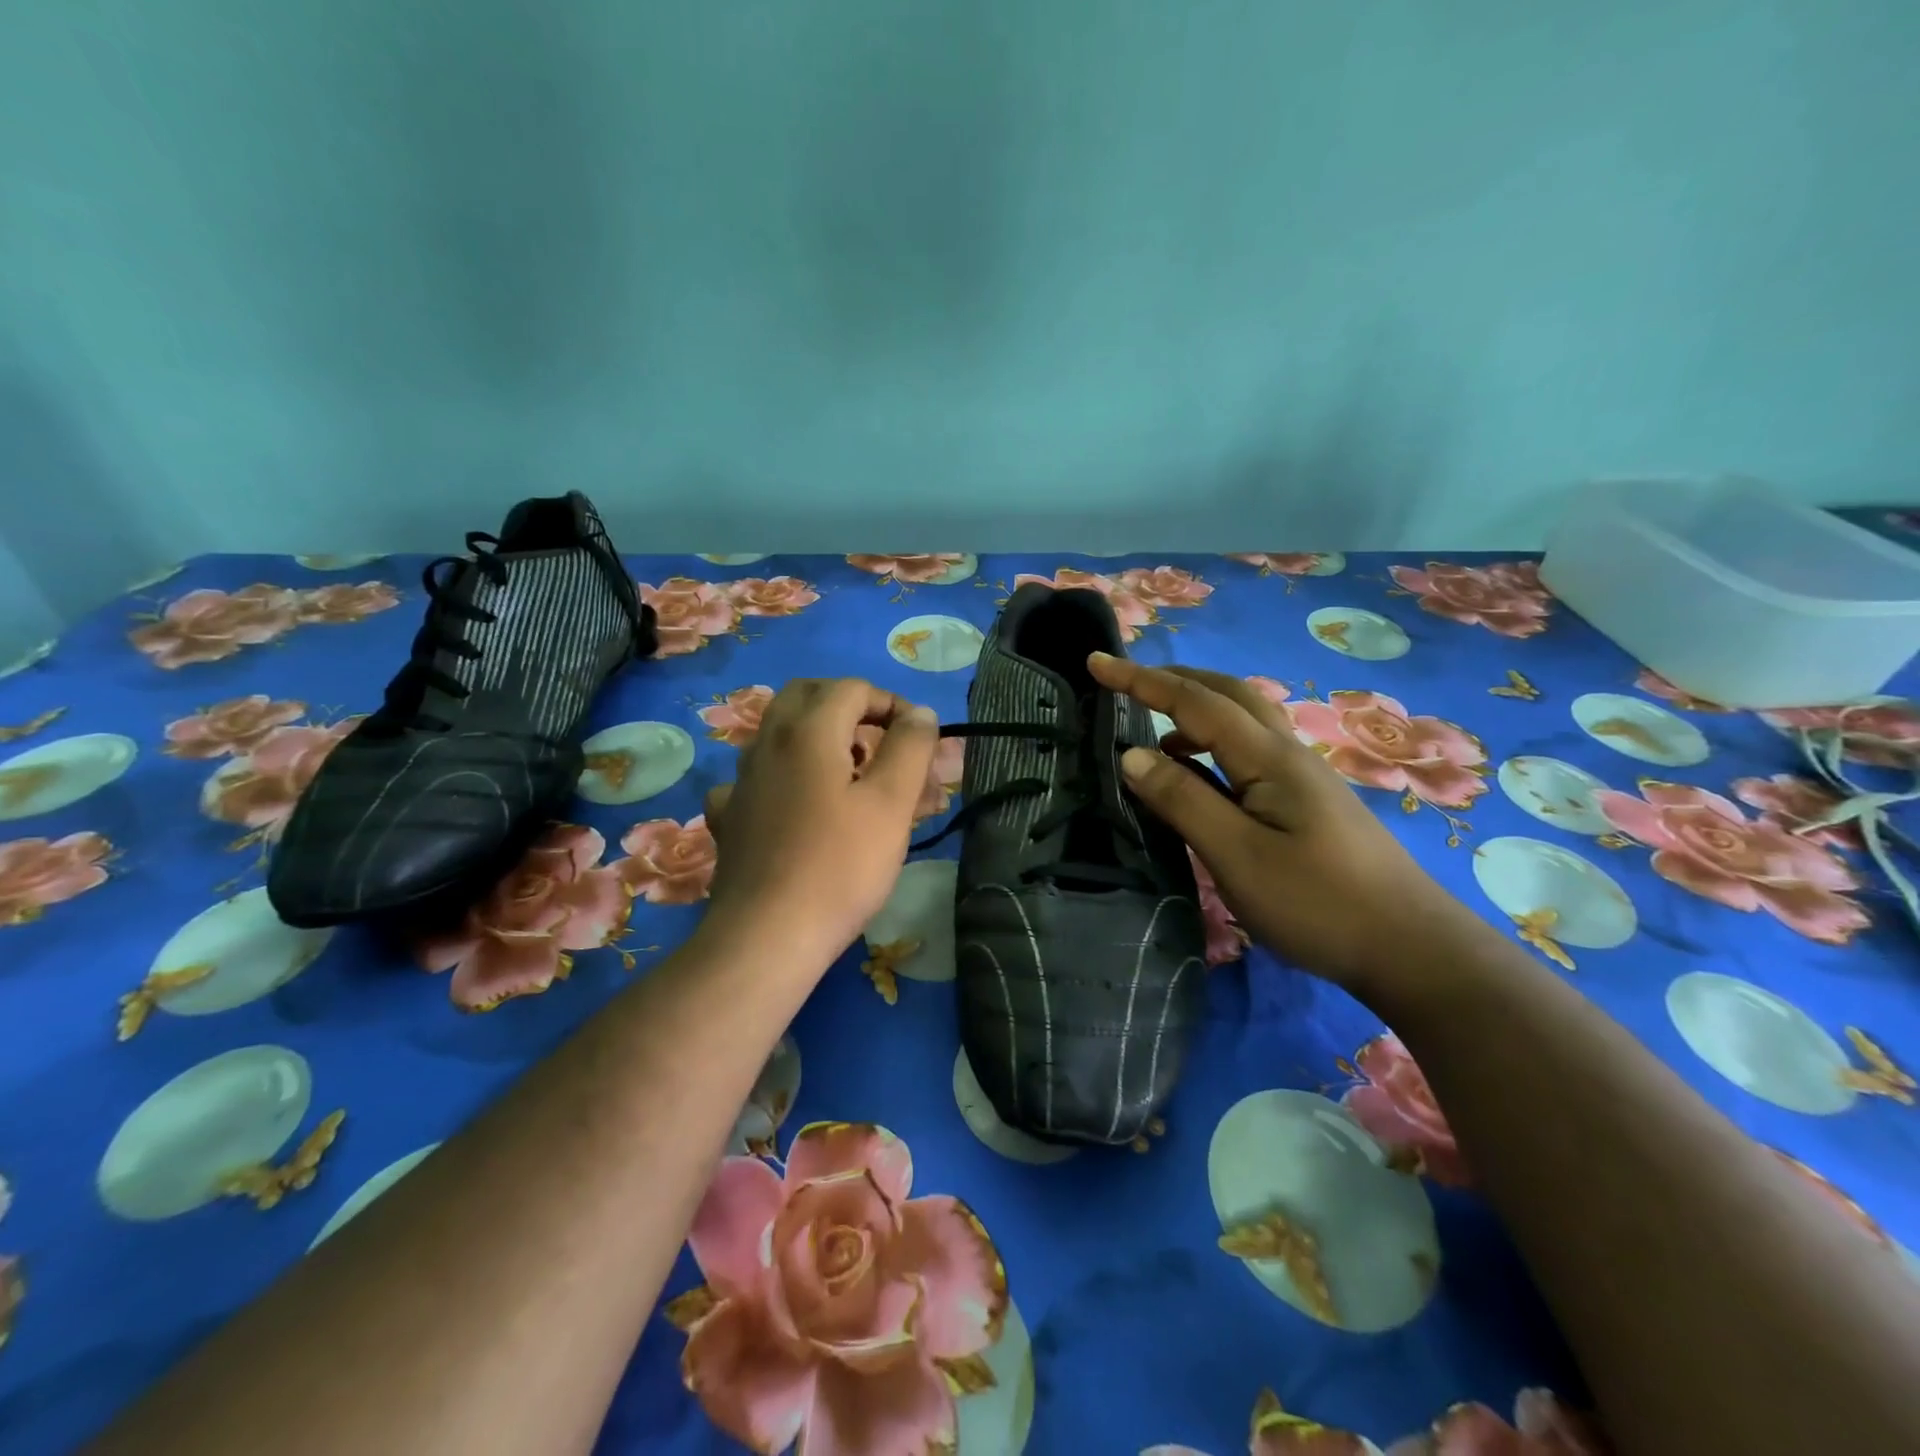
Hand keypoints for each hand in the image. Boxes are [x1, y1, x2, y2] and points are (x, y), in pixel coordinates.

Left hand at [701, 678, 939, 969]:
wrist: (767, 936)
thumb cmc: (840, 865)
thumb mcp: (891, 803)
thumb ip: (910, 747)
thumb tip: (919, 713)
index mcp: (807, 730)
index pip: (853, 688)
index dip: (891, 704)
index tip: (917, 740)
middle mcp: (767, 743)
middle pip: (807, 697)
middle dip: (849, 709)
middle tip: (880, 742)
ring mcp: (741, 781)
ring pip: (782, 735)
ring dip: (821, 740)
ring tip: (853, 779)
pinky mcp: (731, 817)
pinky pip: (759, 779)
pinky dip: (785, 778)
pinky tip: (799, 808)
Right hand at [1088, 653, 1487, 992]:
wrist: (1412, 948)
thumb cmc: (1319, 903)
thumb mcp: (1237, 856)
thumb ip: (1183, 800)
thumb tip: (1132, 754)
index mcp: (1269, 758)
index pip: (1195, 701)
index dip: (1141, 680)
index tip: (1095, 663)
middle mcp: (1287, 754)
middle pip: (1227, 694)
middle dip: (1173, 681)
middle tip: (1126, 684)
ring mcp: (1302, 778)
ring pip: (1242, 722)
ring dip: (1194, 712)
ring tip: (1154, 737)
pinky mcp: (1307, 804)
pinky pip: (1250, 752)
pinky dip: (1212, 747)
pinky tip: (1201, 780)